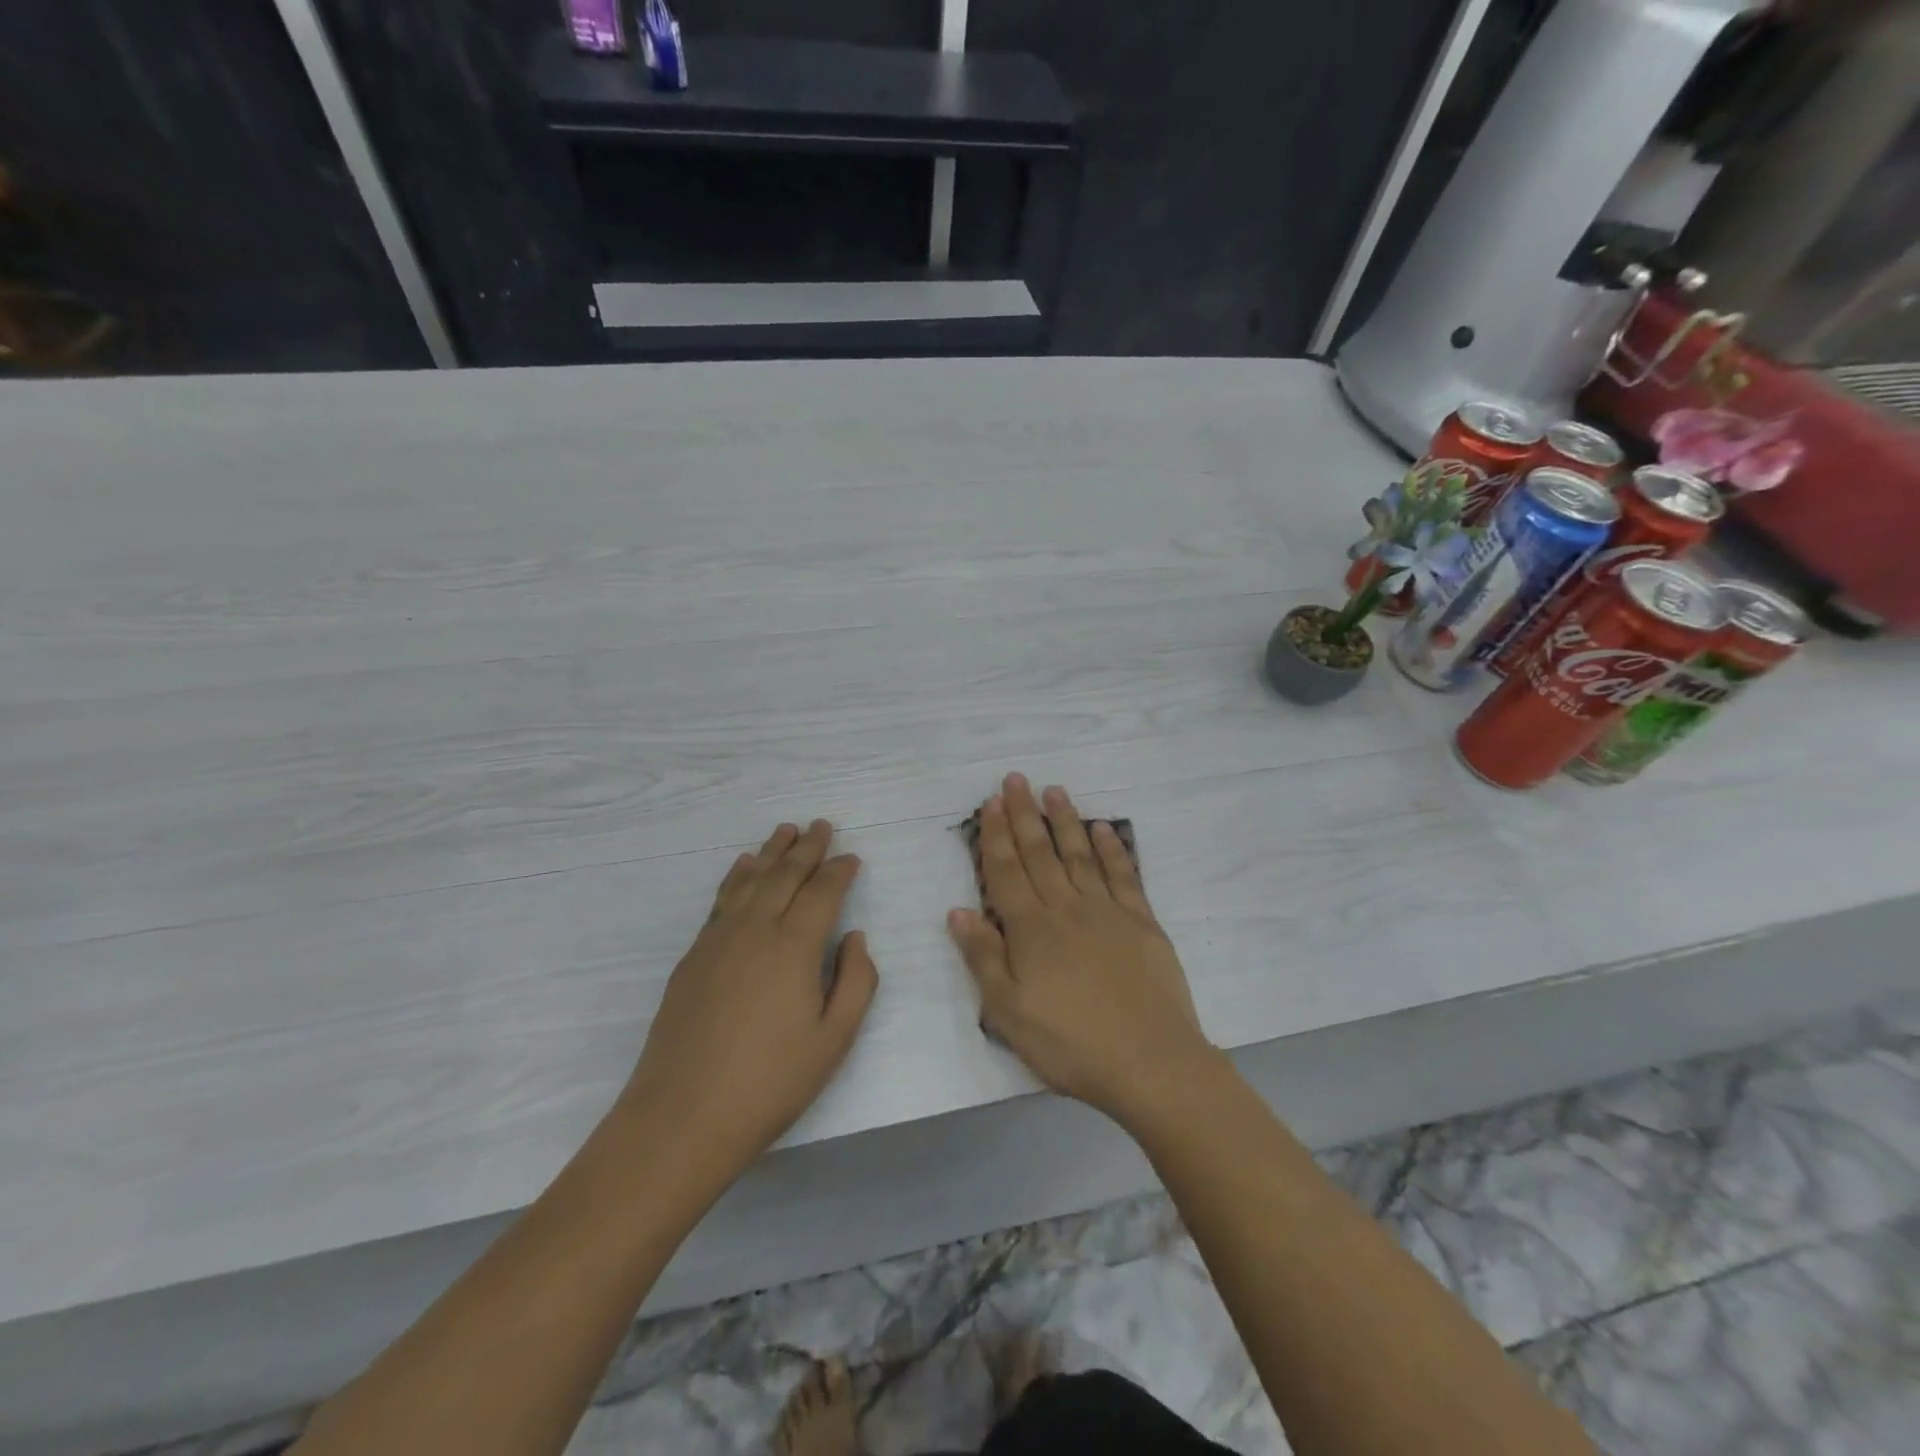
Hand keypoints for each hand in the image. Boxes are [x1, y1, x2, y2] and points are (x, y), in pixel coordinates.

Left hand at [621, 820, 877, 1187]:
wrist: (682, 1117)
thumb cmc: (770, 1082)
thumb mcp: (834, 1040)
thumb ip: (856, 982)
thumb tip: (855, 937)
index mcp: (795, 946)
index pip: (822, 892)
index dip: (839, 870)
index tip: (852, 856)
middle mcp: (756, 929)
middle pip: (785, 875)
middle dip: (807, 847)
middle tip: (821, 825)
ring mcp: (718, 940)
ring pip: (750, 880)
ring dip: (771, 853)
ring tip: (784, 831)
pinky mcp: (693, 956)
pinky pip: (721, 900)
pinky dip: (737, 877)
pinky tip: (742, 868)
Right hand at [947, 774, 1217, 1125]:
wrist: (1151, 1063)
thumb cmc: (1071, 1044)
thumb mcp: (1008, 1013)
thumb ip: (983, 958)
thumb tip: (958, 911)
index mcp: (1032, 930)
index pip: (1006, 872)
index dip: (996, 836)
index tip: (991, 802)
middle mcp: (1067, 909)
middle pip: (1041, 854)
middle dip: (1025, 815)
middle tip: (1016, 779)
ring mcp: (1108, 912)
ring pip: (1080, 855)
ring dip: (1065, 821)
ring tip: (1054, 791)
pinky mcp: (1143, 923)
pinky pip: (1124, 876)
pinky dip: (1113, 849)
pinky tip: (1104, 829)